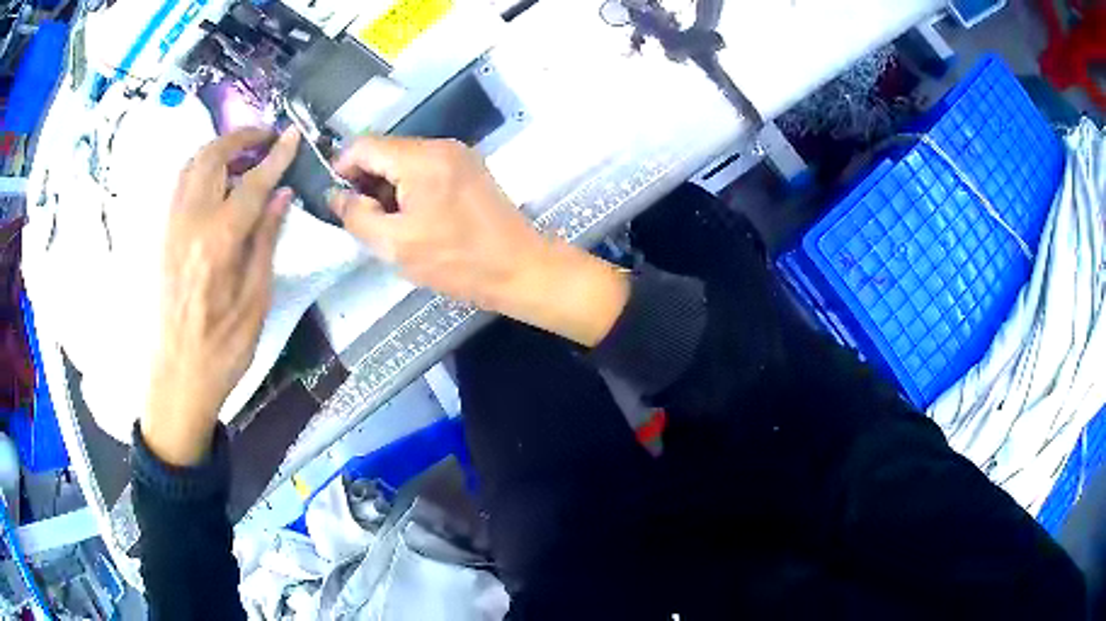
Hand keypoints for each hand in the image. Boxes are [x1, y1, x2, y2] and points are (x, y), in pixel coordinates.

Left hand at [142, 127, 299, 465]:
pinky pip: (180, 184)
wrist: (179, 376)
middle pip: (213, 158)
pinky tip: (215, 177)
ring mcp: (171, 227)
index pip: (252, 183)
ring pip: (191, 165)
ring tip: (242, 151)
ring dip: (218, 148)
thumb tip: (281, 196)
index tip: (292, 135)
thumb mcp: (256, 299)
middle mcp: (189, 223)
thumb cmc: (224, 346)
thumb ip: (266, 239)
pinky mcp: (163, 236)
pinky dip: (200, 166)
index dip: (275, 156)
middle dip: (241, 137)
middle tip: (266, 137)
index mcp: (218, 242)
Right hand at [330, 137, 628, 346]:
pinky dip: (409, 186)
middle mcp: (440, 145)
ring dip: (387, 185)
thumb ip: (357, 216)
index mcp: (421, 158)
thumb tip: (336, 195)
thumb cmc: (457, 261)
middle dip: (365, 179)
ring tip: (386, 222)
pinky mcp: (468, 168)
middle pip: (385, 150)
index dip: (341, 168)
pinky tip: (411, 216)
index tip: (337, 198)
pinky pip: (425, 167)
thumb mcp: (395, 245)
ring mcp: (458, 154)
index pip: (364, 145)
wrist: (520, 268)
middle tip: (361, 217)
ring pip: (404, 159)